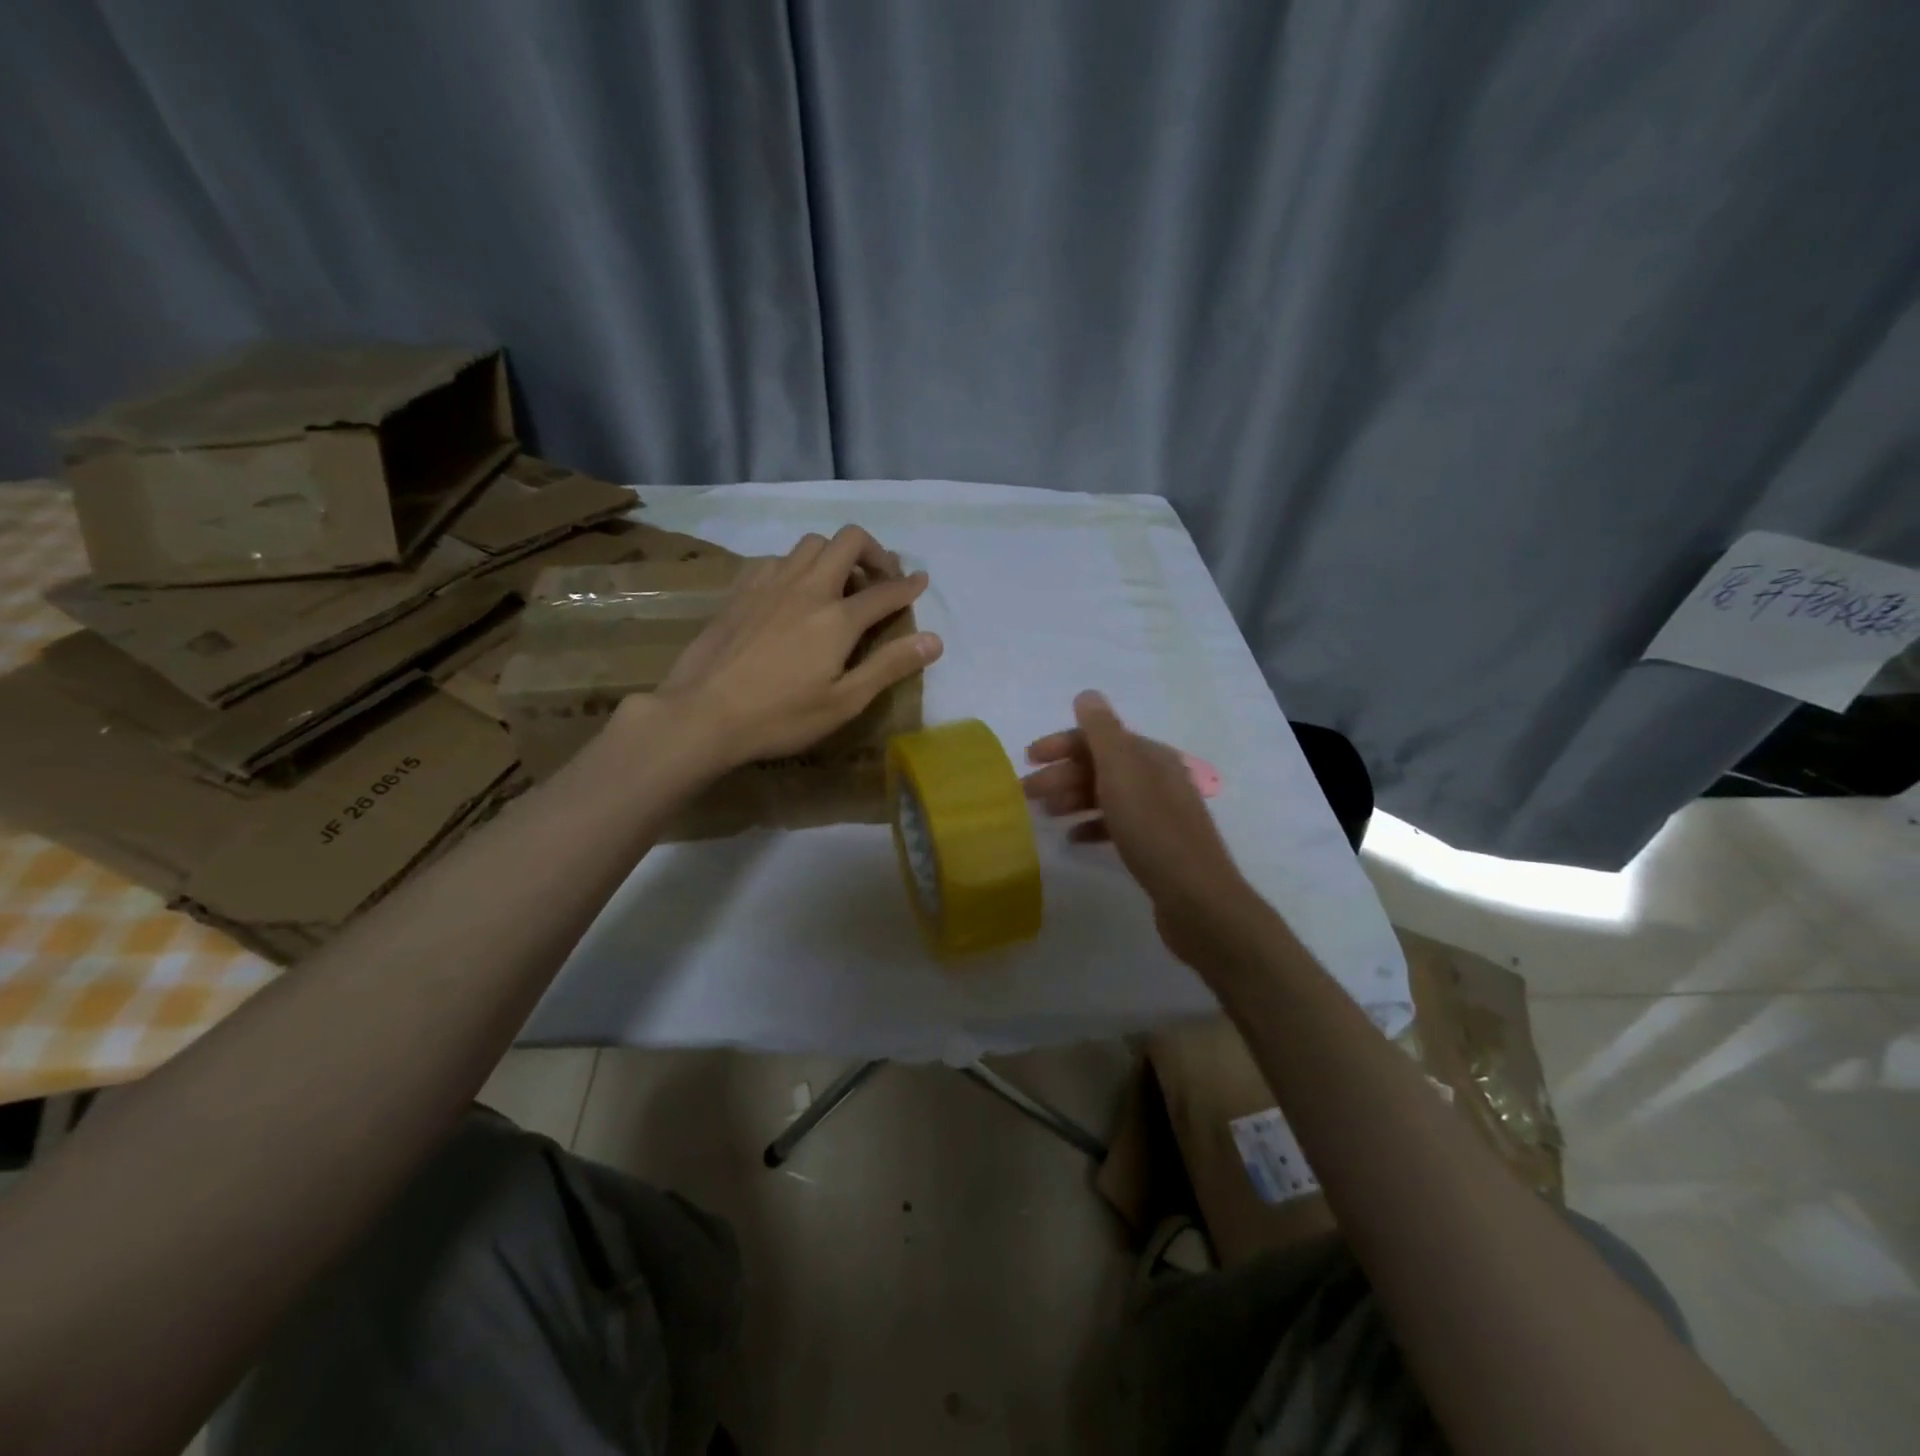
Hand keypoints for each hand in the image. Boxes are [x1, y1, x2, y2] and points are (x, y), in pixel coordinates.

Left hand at [649, 525, 941, 768]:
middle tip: (880, 579)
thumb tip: (934, 639)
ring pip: (810, 543)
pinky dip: (796, 565)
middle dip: (874, 552)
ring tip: (838, 584)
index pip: (885, 591)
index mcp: (837, 618)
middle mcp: (807, 588)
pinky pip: (776, 558)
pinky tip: (791, 592)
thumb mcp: (843, 702)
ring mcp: (769, 584)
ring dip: (834, 555)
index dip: (909, 586)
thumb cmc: (779, 717)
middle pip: (848, 541)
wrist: (701, 714)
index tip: (920, 582)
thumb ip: (889, 665)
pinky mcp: (740, 590)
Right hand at [1023, 691, 1263, 965]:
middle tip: (1025, 793)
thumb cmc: (1153, 831)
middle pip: (1100, 766)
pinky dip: (1091, 826)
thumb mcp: (1123, 774)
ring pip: (1105, 795)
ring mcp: (1158, 813)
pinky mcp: (1155, 845)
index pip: (1099, 737)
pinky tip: (1072, 839)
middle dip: (1061, 774)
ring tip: (1043, 815)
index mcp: (1150, 756)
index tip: (1026, 760)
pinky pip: (1116, 825)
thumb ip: (1102, 733)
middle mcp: (1156, 778)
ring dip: (1072, 798)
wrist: (1197, 899)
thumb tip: (1087, 695)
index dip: (1061, 744)